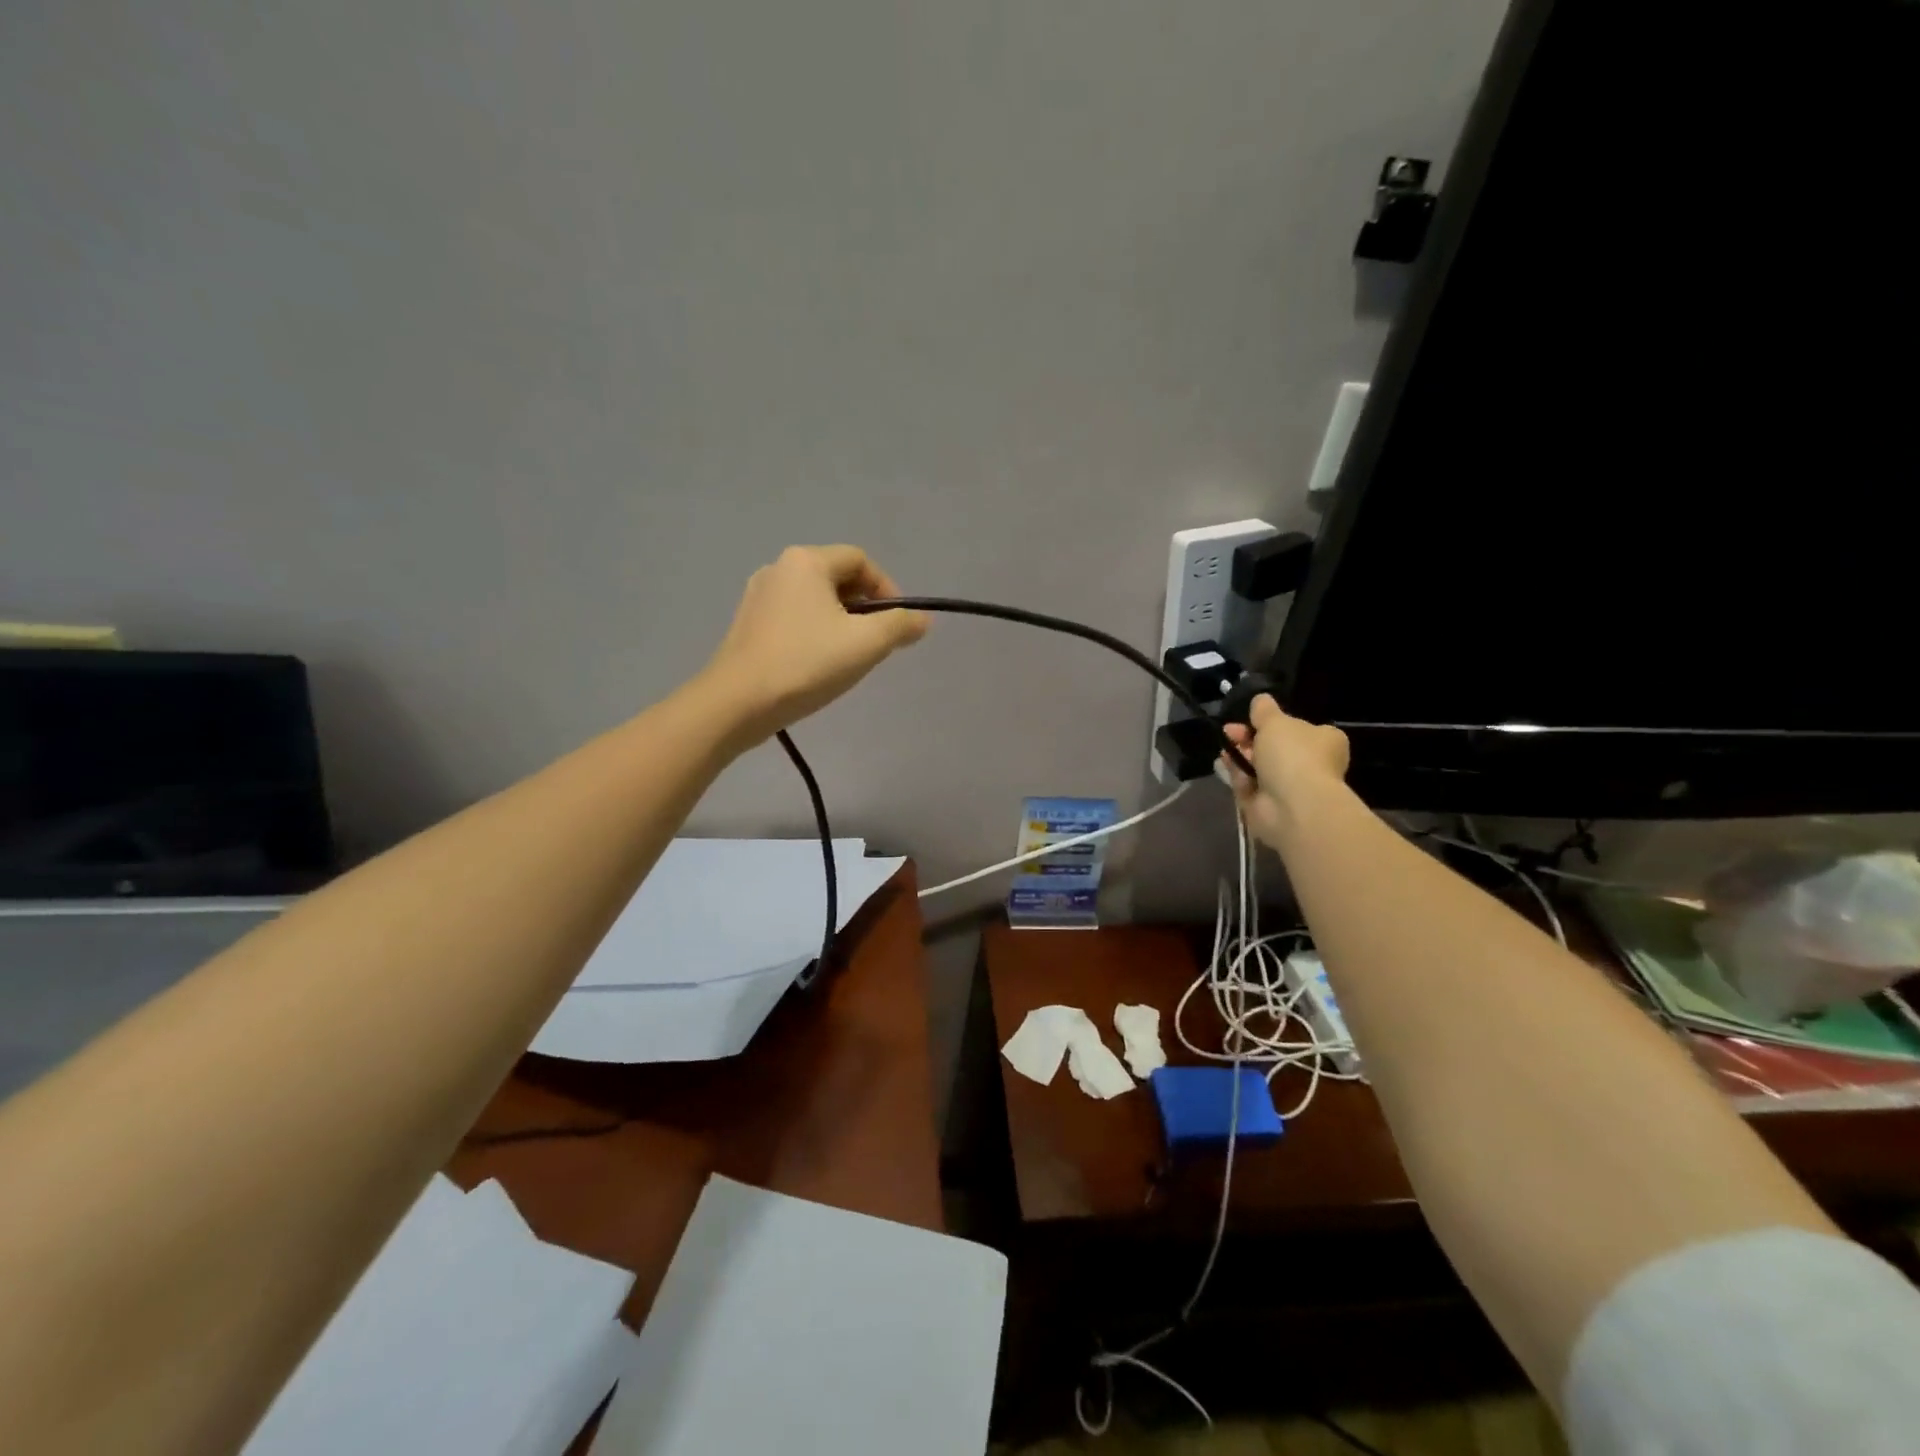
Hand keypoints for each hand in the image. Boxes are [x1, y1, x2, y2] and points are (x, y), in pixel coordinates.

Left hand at [700, 545, 928, 740]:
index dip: (887, 589)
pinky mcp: (747, 624)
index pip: (860, 560)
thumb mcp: (866, 643)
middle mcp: (779, 568)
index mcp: (807, 561)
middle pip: (836, 577)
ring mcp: (758, 596)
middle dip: (864, 607)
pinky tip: (817, 664)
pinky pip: (793, 617)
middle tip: (875, 643)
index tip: (897, 624)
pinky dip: (814, 632)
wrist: (738, 702)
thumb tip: (922, 620)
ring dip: (840, 621)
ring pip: (814, 600)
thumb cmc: (807, 663)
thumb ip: (900, 626)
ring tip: (848, 656)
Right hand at [1221, 694, 1350, 847]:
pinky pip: (1250, 785)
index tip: (1249, 718)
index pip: (1298, 728)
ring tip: (1224, 748)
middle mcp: (1311, 764)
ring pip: (1259, 766)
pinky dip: (1237, 775)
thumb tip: (1260, 699)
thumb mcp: (1275, 721)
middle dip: (1248, 738)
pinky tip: (1223, 764)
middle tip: (1230, 732)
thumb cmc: (1292, 755)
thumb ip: (1264, 710)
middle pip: (1274, 747)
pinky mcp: (1270, 805)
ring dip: (1240, 755)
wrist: (1293, 804)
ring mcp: (1291, 787)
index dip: (1270, 722)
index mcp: (1324, 741)